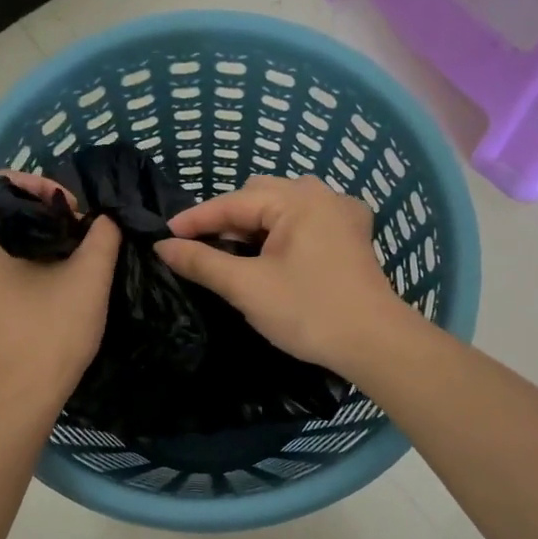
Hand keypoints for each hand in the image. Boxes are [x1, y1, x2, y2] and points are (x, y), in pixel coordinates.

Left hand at [0, 179, 120, 409]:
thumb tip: (105, 220)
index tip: (77, 213)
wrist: (23, 395)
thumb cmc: (51, 332)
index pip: (8, 187)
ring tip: (77, 253)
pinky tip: (60, 277)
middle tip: (83, 232)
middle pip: (8, 213)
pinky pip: (3, 266)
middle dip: (49, 215)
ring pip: (8, 241)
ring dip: (43, 239)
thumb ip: (102, 236)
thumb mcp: (89, 277)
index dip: (47, 188)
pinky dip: (30, 262)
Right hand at [153, 175, 412, 373]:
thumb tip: (162, 246)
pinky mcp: (352, 236)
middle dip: (226, 219)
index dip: (196, 219)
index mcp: (298, 200)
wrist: (374, 344)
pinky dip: (280, 232)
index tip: (164, 236)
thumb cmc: (308, 312)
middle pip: (259, 195)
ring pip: (283, 207)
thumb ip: (202, 262)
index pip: (233, 202)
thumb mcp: (247, 287)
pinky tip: (272, 253)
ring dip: (253, 225)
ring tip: (231, 251)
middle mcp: (322, 195)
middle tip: (199, 247)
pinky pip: (305, 221)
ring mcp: (342, 213)